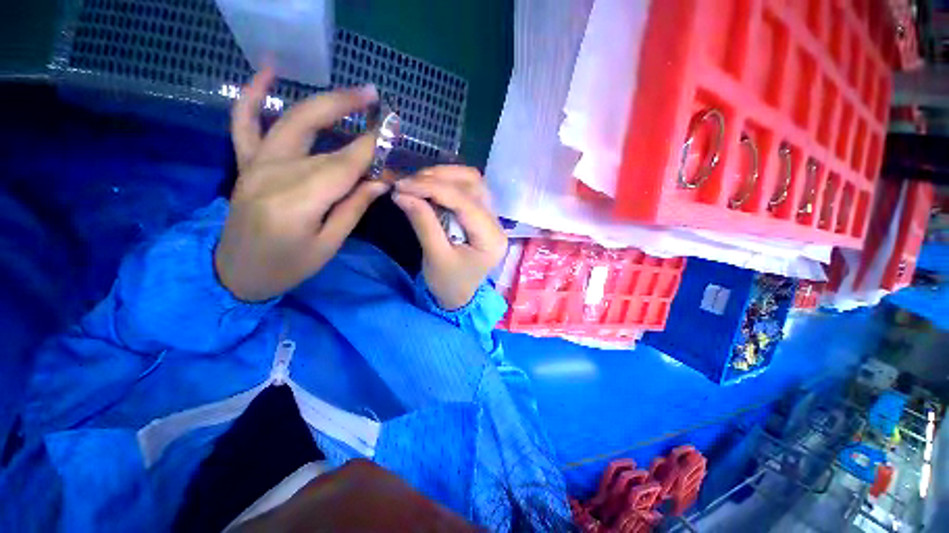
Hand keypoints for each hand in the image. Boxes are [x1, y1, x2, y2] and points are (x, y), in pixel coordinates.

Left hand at [215, 68, 388, 301]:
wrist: (235, 273)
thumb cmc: (287, 267)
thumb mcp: (329, 245)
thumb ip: (354, 208)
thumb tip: (381, 181)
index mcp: (297, 203)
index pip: (342, 167)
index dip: (370, 149)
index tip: (393, 134)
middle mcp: (273, 175)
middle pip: (322, 142)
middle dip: (353, 120)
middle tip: (379, 103)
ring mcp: (255, 165)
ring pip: (292, 124)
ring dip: (325, 103)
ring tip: (355, 93)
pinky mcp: (245, 164)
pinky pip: (243, 122)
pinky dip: (251, 94)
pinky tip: (268, 71)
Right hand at [392, 166, 507, 309]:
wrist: (458, 296)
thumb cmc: (448, 283)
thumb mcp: (435, 256)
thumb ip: (423, 222)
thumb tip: (401, 192)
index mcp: (491, 238)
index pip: (465, 202)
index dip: (433, 188)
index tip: (403, 185)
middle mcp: (497, 223)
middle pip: (474, 184)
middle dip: (439, 178)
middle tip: (409, 182)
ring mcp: (492, 217)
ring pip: (472, 182)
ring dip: (444, 177)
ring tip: (417, 182)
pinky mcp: (482, 215)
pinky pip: (468, 190)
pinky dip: (447, 184)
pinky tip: (429, 187)